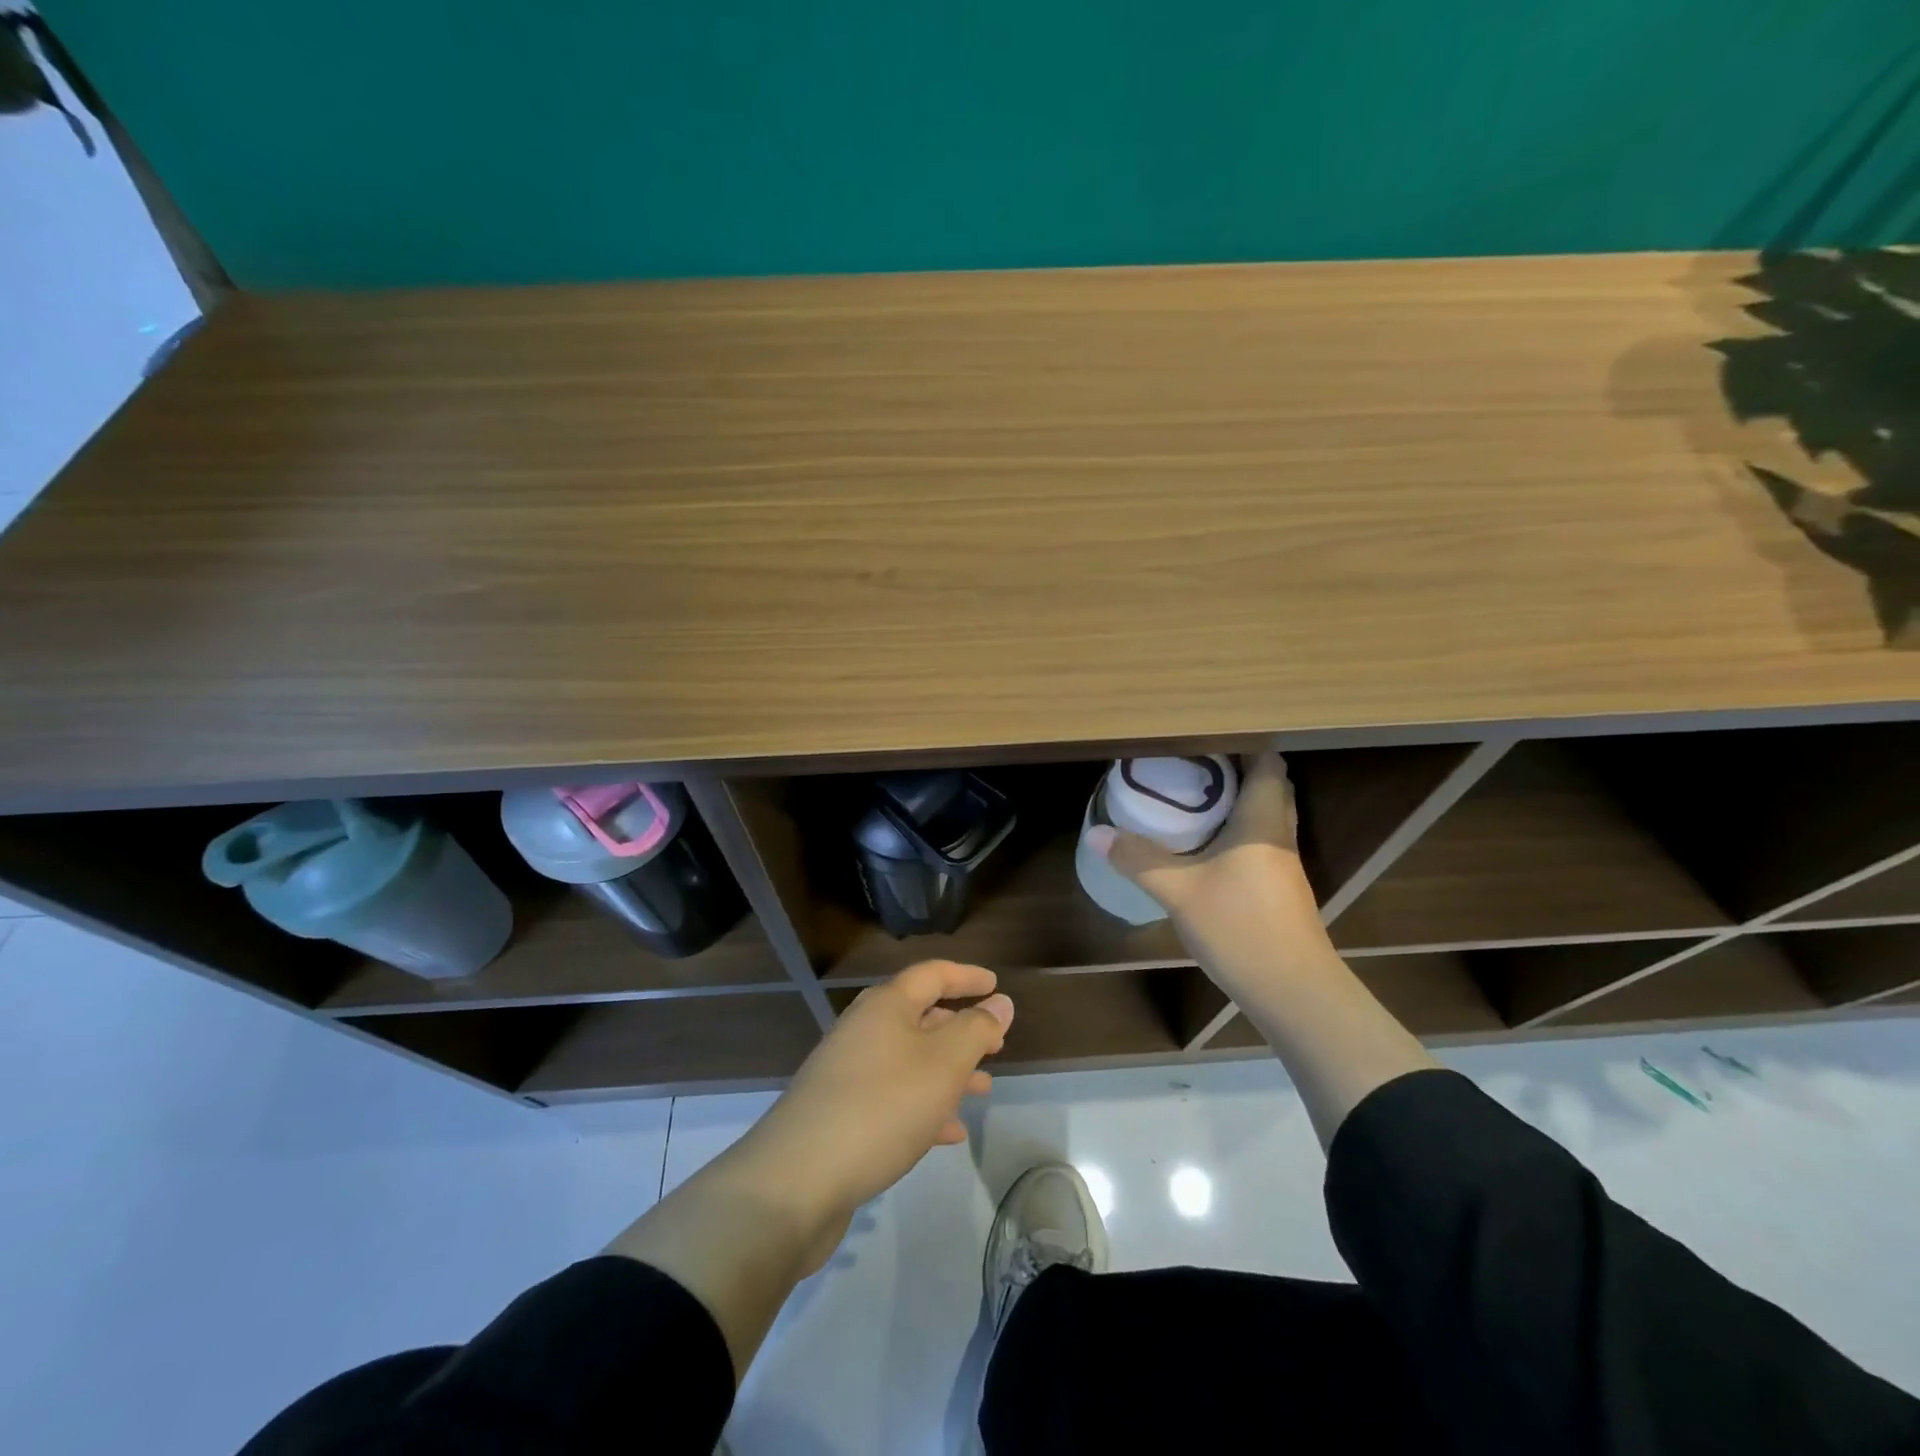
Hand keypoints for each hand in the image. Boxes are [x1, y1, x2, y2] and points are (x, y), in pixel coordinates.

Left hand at [729, 960, 1012, 1266]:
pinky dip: (924, 1106)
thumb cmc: (881, 1107)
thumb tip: (1000, 1002)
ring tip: (982, 1090)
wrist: (797, 1180)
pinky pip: (893, 1097)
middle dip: (960, 1029)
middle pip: (920, 1016)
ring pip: (909, 1060)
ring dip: (947, 1071)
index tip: (996, 985)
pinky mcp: (841, 1113)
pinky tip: (949, 1133)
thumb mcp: (943, 1064)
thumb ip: (976, 1030)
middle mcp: (864, 1029)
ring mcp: (848, 1072)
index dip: (967, 977)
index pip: (932, 974)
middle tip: (996, 1046)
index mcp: (886, 1006)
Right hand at [1084, 752, 1331, 983]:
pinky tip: (1208, 847)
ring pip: (1266, 817)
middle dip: (1236, 772)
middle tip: (1192, 766)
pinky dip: (1238, 833)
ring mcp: (1284, 866)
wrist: (1293, 991)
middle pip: (1269, 788)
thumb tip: (1096, 832)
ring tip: (1195, 799)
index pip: (1267, 764)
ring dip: (1238, 804)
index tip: (1205, 738)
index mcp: (1262, 822)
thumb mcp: (1179, 891)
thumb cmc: (1240, 927)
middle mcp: (1279, 836)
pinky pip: (1261, 844)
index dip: (1243, 746)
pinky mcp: (1281, 891)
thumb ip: (1137, 859)